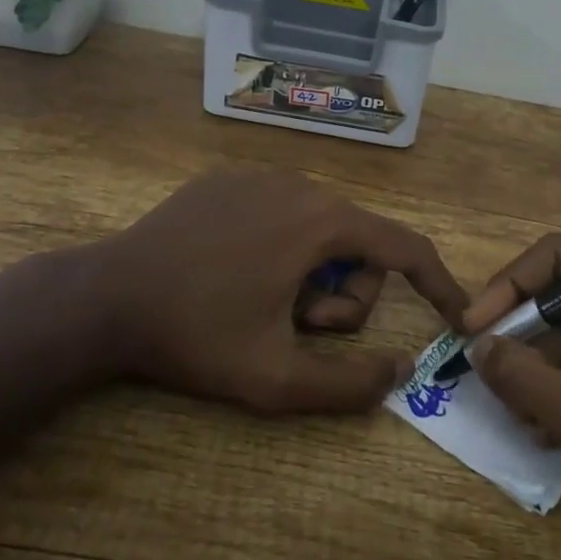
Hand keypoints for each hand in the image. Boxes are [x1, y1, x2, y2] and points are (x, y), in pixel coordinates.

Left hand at [87, 169, 467, 414]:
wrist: (105, 296)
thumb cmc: (195, 336)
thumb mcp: (274, 378)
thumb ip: (348, 385)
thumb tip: (399, 370)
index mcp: (322, 222)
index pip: (405, 247)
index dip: (438, 283)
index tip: (455, 314)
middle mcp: (301, 183)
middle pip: (359, 243)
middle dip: (344, 294)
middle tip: (297, 326)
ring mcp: (261, 174)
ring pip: (322, 226)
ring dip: (311, 272)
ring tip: (261, 301)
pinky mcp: (229, 177)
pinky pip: (283, 210)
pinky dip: (281, 246)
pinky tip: (234, 271)